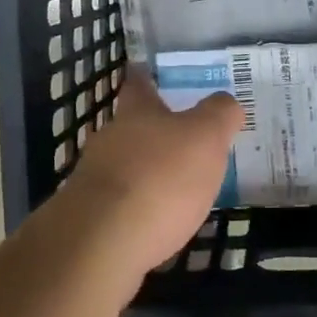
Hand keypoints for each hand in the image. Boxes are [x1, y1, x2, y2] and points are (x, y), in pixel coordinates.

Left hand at [56, 72, 240, 276]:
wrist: (102, 242)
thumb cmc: (160, 177)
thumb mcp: (205, 137)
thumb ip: (219, 115)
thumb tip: (226, 103)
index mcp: (136, 112)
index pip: (139, 84)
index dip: (148, 78)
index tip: (153, 74)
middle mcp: (109, 138)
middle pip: (130, 127)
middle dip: (153, 132)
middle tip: (183, 139)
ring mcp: (94, 178)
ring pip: (123, 165)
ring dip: (145, 172)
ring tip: (176, 186)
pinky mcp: (90, 218)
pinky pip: (120, 204)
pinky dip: (138, 207)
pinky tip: (157, 222)